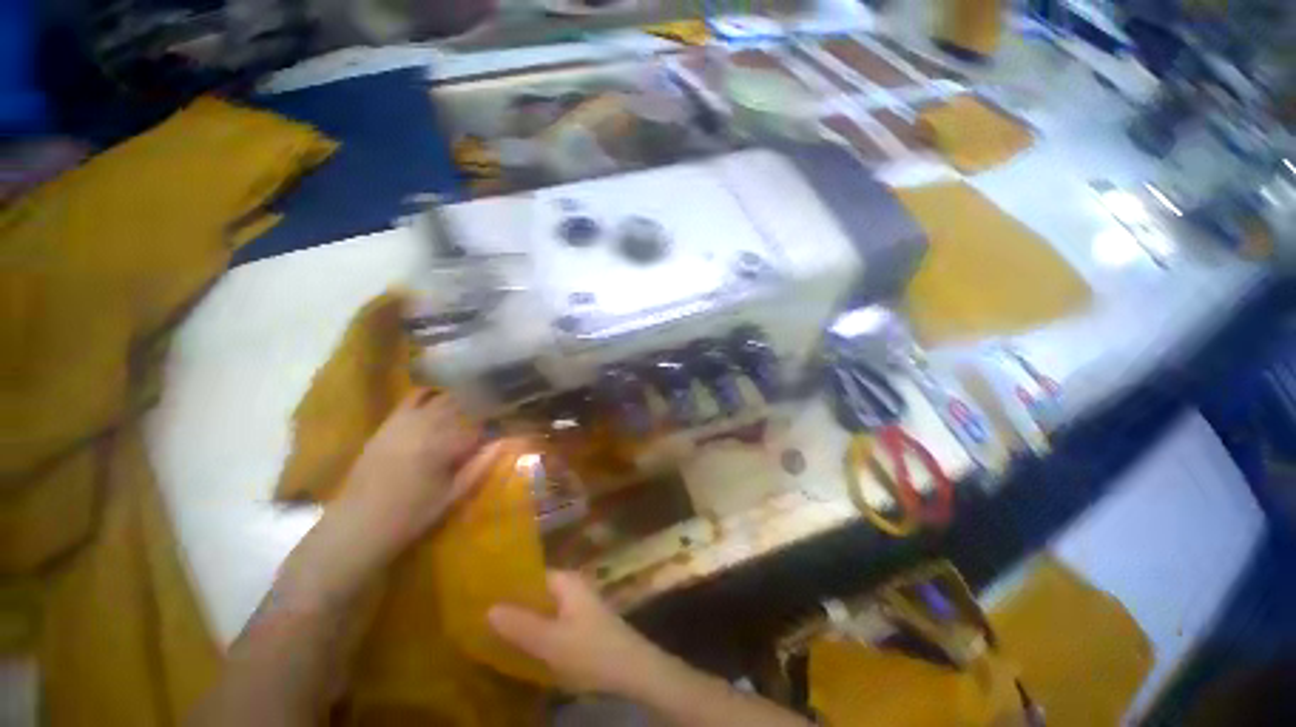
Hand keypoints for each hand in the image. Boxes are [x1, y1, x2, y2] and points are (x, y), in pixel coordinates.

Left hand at [333, 389, 496, 562]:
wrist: (358, 525)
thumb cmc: (412, 515)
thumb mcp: (453, 494)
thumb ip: (481, 465)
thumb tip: (504, 442)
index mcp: (444, 446)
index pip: (480, 424)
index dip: (497, 421)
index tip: (507, 422)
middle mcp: (427, 427)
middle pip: (463, 405)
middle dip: (482, 405)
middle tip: (496, 407)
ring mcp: (405, 423)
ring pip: (441, 399)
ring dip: (461, 398)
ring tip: (475, 398)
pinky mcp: (389, 424)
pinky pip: (412, 399)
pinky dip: (428, 393)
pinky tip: (440, 394)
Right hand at [488, 571, 671, 697]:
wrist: (633, 670)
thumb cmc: (591, 650)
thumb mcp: (552, 641)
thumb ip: (520, 625)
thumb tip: (487, 608)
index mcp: (566, 582)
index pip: (531, 574)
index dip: (507, 584)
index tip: (478, 595)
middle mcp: (571, 588)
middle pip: (535, 592)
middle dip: (511, 605)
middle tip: (478, 617)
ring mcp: (577, 607)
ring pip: (542, 610)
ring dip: (522, 620)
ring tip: (489, 632)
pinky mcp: (579, 627)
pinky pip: (550, 623)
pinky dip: (534, 631)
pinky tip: (518, 646)